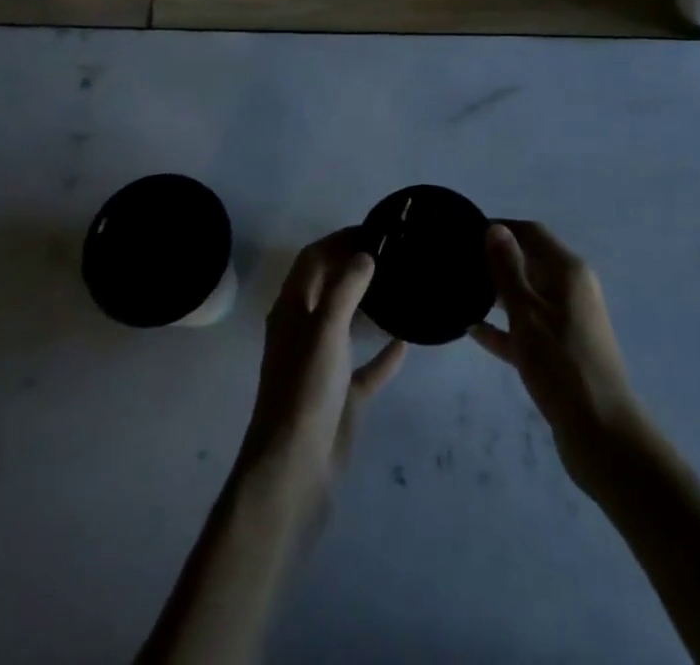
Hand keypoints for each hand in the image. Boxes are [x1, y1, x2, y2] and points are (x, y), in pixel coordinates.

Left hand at [234, 231, 405, 510]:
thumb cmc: (305, 390)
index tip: (374, 229)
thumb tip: (365, 254)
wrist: (294, 470)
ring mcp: (323, 365)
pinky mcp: (341, 397)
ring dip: (368, 305)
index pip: (312, 259)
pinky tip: (407, 341)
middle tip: (394, 253)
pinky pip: (366, 367)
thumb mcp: (326, 330)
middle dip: (354, 266)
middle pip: (328, 286)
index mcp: (292, 309)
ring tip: (401, 286)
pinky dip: (383, 353)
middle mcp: (305, 331)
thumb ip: (346, 288)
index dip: (338, 240)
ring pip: (347, 324)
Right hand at [472, 221, 643, 487]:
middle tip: (456, 263)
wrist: (601, 434)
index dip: (500, 228)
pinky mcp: (560, 352)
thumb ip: (508, 269)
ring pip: (525, 296)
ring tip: (458, 292)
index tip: (464, 232)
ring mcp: (566, 321)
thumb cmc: (561, 363)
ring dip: (496, 294)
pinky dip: (503, 327)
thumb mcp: (526, 312)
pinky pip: (526, 328)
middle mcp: (570, 289)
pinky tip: (472, 331)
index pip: (531, 232)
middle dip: (494, 261)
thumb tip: (494, 227)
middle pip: (529, 262)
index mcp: (568, 271)